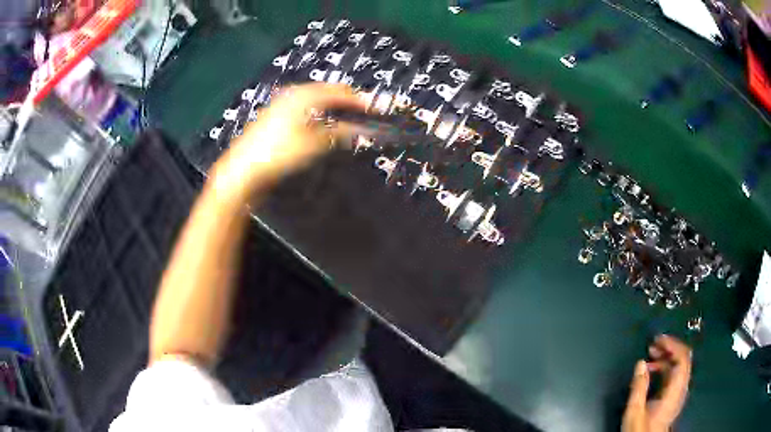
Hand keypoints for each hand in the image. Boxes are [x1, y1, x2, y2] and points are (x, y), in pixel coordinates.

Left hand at [210, 83, 364, 200]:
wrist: (243, 167)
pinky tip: (321, 120)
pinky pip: (305, 105)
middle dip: (347, 100)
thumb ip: (341, 132)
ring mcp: (283, 102)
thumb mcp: (315, 143)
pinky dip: (318, 110)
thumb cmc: (280, 152)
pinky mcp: (276, 113)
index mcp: (306, 94)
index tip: (376, 108)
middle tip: (363, 111)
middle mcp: (294, 92)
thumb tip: (362, 129)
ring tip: (347, 115)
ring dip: (333, 104)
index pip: (341, 91)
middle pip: (328, 91)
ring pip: (316, 98)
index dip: (360, 100)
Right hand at [622, 335, 691, 431]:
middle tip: (654, 344)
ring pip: (679, 367)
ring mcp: (678, 393)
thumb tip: (641, 363)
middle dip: (670, 348)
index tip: (659, 339)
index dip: (673, 345)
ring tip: (651, 356)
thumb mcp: (635, 411)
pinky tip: (652, 371)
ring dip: (666, 358)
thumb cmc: (640, 430)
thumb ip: (639, 387)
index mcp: (675, 390)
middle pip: (683, 359)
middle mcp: (681, 389)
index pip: (683, 358)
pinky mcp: (673, 398)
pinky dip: (665, 368)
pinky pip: (674, 375)